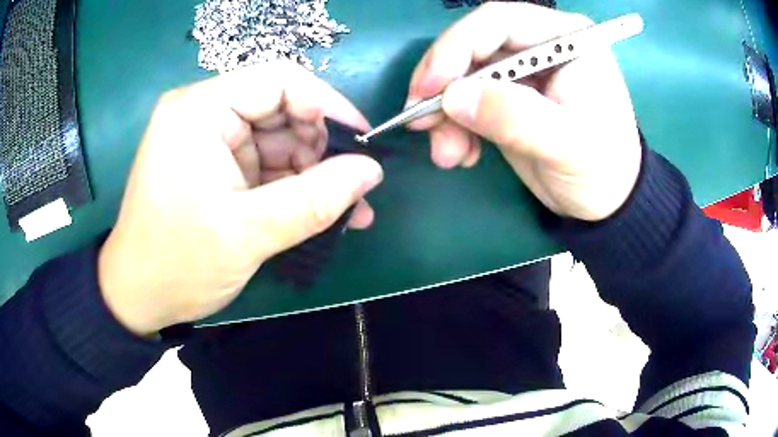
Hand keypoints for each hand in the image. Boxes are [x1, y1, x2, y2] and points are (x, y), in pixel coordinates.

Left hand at [98, 62, 382, 335]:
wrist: (138, 297)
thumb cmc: (178, 263)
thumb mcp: (248, 233)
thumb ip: (315, 199)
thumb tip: (372, 171)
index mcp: (200, 110)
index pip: (278, 80)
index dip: (326, 104)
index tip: (362, 140)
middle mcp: (204, 114)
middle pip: (281, 110)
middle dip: (321, 148)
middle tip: (356, 186)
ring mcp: (210, 142)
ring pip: (278, 141)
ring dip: (314, 174)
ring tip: (350, 209)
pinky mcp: (215, 168)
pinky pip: (265, 166)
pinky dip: (294, 188)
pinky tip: (324, 213)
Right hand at [407, 3, 641, 220]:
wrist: (607, 202)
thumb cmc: (603, 168)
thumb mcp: (567, 144)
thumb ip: (515, 117)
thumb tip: (453, 98)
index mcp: (566, 39)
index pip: (499, 21)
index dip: (457, 45)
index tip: (430, 85)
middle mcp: (541, 46)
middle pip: (474, 46)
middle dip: (443, 85)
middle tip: (420, 122)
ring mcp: (523, 73)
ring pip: (464, 76)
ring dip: (445, 113)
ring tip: (446, 153)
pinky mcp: (510, 98)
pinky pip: (468, 102)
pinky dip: (455, 127)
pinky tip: (460, 153)